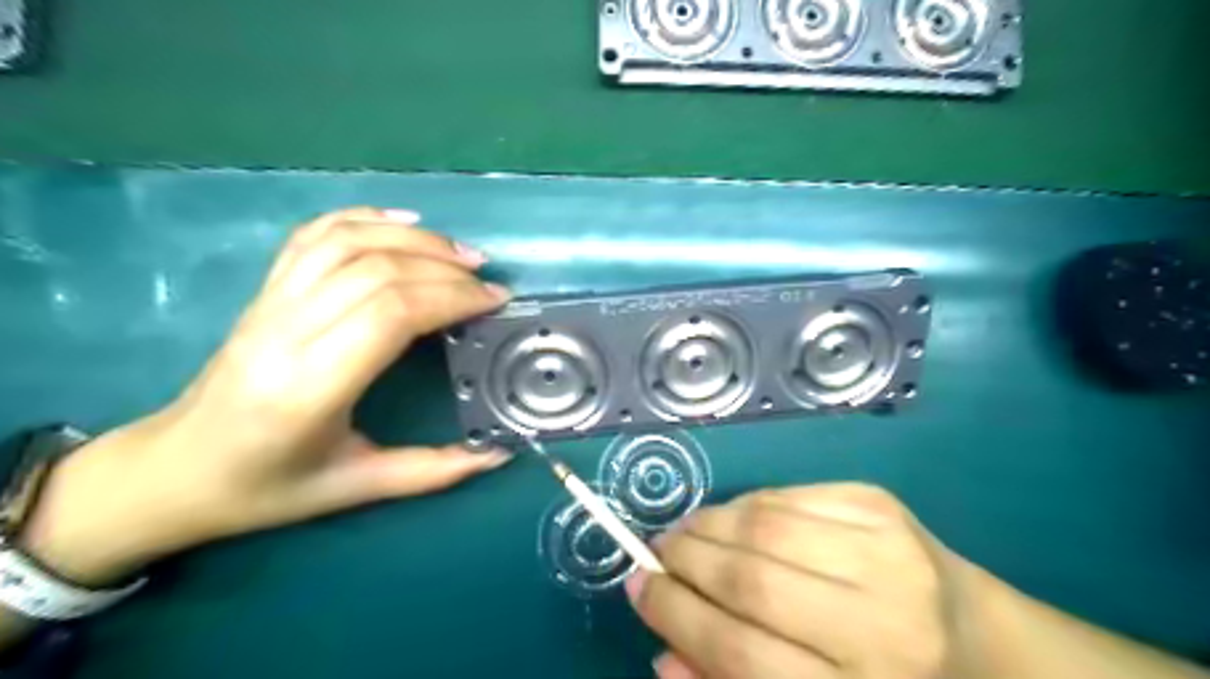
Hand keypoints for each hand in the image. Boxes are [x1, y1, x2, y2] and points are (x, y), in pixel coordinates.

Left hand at [22, 208, 514, 589]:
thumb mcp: (357, 487)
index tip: (495, 302)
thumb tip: (499, 454)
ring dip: (413, 239)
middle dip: (444, 269)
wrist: (174, 469)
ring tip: (460, 252)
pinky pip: (314, 236)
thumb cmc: (267, 487)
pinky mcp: (264, 291)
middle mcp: (286, 333)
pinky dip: (363, 217)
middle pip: (376, 271)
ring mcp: (269, 304)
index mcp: (310, 388)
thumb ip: (433, 470)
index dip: (451, 297)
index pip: (390, 314)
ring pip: (347, 242)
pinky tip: (404, 221)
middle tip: (488, 282)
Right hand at [628, 483, 987, 677]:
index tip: (638, 589)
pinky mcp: (878, 503)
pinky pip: (785, 495)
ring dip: (706, 526)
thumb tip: (661, 652)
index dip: (676, 615)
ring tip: (683, 534)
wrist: (974, 636)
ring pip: (762, 526)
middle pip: (750, 580)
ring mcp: (885, 550)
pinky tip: (731, 519)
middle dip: (684, 562)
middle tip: (655, 555)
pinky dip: (743, 506)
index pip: (740, 651)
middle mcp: (881, 621)